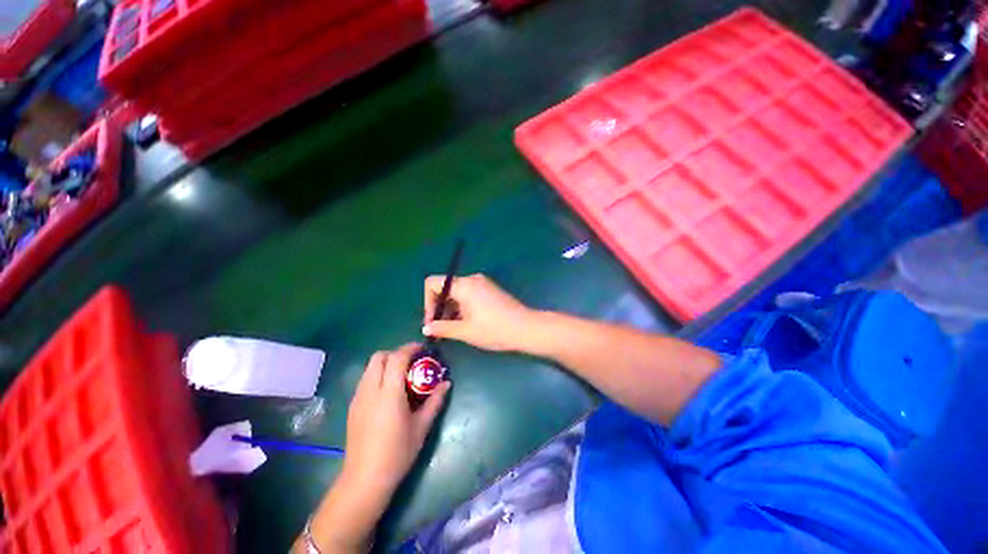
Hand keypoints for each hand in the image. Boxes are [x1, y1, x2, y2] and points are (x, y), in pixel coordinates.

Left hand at [341, 343, 450, 495]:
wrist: (365, 480)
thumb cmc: (397, 453)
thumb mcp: (421, 426)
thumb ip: (435, 401)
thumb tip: (447, 384)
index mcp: (389, 393)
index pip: (397, 358)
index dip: (410, 348)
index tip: (422, 348)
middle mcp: (370, 390)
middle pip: (378, 357)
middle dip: (396, 353)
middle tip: (411, 362)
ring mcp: (358, 398)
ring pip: (369, 368)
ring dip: (386, 364)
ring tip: (401, 375)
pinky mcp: (353, 407)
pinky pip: (365, 380)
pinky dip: (377, 375)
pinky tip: (388, 392)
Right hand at [423, 274, 535, 351]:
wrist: (526, 329)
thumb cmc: (494, 330)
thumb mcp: (465, 331)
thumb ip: (442, 328)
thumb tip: (426, 328)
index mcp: (464, 285)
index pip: (434, 283)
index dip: (428, 302)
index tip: (432, 321)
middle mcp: (472, 280)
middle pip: (446, 288)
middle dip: (439, 308)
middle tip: (440, 330)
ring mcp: (483, 284)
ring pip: (457, 293)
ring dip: (450, 309)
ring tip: (452, 330)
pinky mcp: (490, 290)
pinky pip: (469, 295)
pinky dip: (462, 307)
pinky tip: (465, 324)